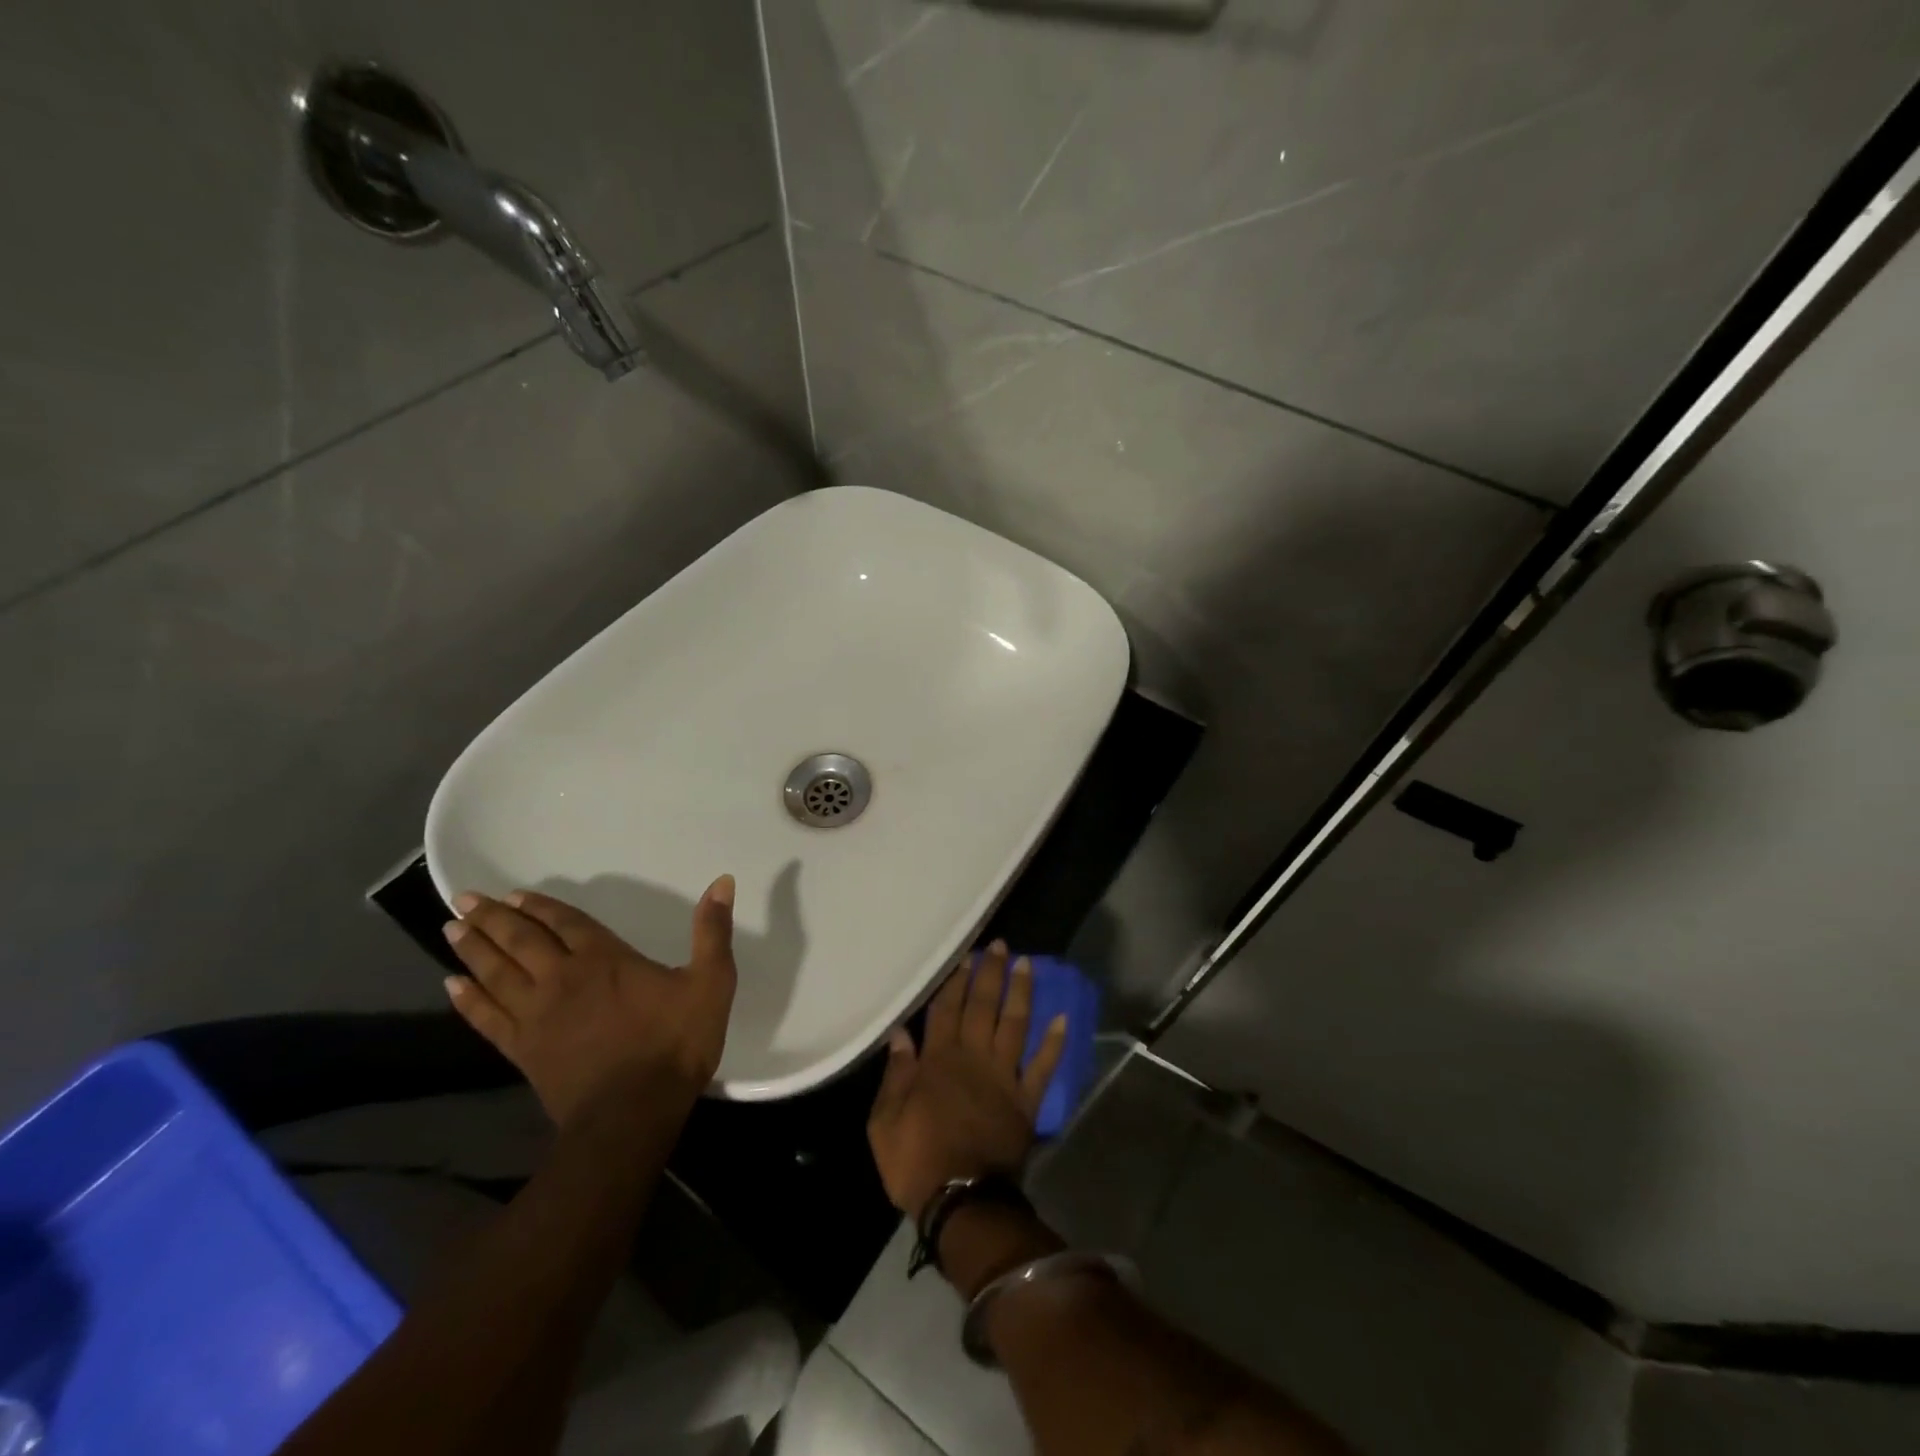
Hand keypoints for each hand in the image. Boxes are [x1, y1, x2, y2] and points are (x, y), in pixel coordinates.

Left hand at [441, 877, 737, 1127]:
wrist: (633, 1113)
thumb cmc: (674, 1043)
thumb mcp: (711, 982)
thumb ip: (713, 932)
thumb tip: (722, 882)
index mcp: (605, 959)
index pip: (566, 923)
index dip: (540, 907)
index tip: (513, 894)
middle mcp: (562, 979)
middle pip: (521, 941)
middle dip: (494, 919)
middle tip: (464, 900)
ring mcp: (537, 1016)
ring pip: (497, 974)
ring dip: (474, 950)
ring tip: (452, 929)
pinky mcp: (523, 1050)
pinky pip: (487, 1018)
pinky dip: (468, 1001)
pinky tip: (452, 986)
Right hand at [868, 942, 1068, 1220]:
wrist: (961, 1203)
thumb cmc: (916, 1162)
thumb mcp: (884, 1122)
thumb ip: (895, 1075)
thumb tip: (900, 1033)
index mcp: (938, 1060)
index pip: (947, 1009)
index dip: (956, 980)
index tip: (965, 954)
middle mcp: (973, 1058)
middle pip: (983, 1006)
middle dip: (991, 973)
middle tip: (1000, 945)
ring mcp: (1003, 1078)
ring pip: (1014, 1025)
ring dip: (1021, 993)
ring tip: (1026, 964)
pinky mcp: (1025, 1101)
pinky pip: (1042, 1067)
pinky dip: (1054, 1043)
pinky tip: (1063, 1018)